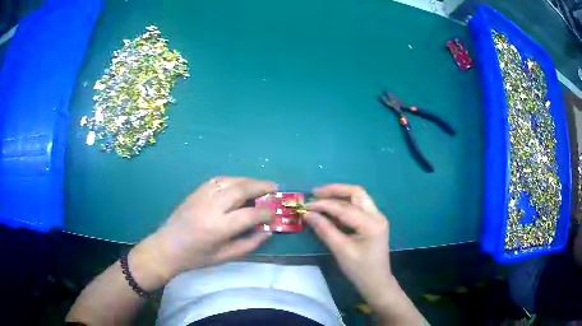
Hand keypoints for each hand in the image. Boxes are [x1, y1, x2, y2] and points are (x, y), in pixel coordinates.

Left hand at [131, 177, 275, 286]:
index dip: (266, 212)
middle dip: (260, 186)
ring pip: (229, 180)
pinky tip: (238, 184)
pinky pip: (217, 180)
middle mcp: (211, 207)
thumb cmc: (196, 257)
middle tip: (274, 187)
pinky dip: (232, 180)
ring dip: (247, 180)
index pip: (249, 214)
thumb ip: (249, 244)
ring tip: (259, 184)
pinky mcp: (195, 192)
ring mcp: (201, 196)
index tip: (274, 213)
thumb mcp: (225, 257)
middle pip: (241, 189)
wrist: (167, 247)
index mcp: (218, 228)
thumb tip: (268, 231)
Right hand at [304, 184, 392, 301]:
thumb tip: (307, 214)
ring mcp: (377, 217)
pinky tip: (331, 208)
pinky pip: (358, 206)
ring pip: (358, 197)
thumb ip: (325, 230)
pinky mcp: (373, 222)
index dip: (323, 205)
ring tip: (321, 197)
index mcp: (371, 223)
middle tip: (315, 193)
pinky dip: (344, 203)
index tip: (305, 206)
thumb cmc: (359, 270)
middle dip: (334, 191)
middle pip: (356, 192)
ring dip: (340, 195)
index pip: (344, 208)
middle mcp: (377, 215)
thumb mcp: (341, 250)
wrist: (376, 282)